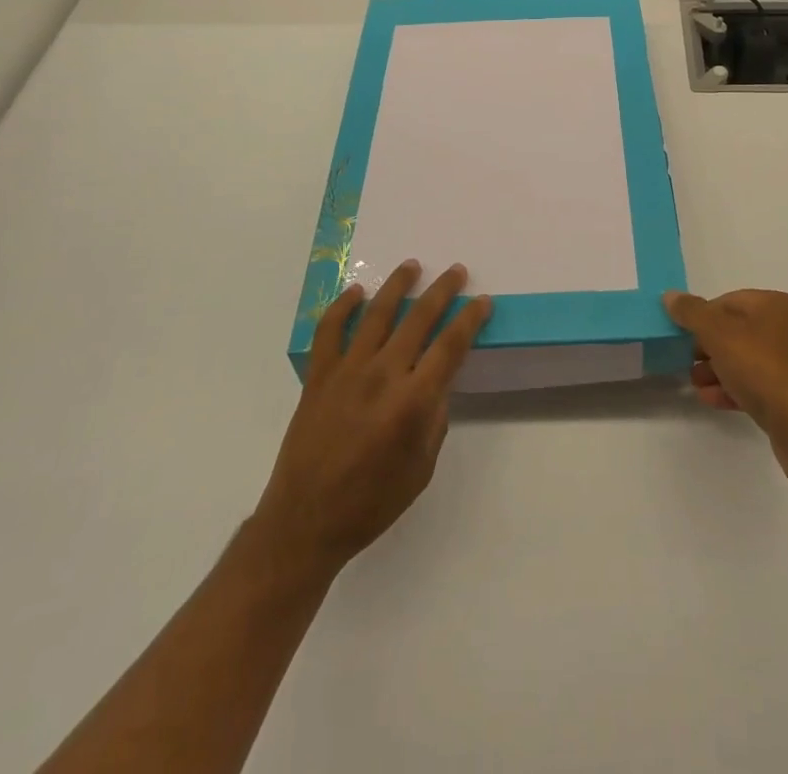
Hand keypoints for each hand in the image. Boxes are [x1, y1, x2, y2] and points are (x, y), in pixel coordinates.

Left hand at [253, 261, 492, 575]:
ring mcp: (347, 371)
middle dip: (442, 291)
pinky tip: (356, 292)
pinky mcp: (318, 375)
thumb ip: (434, 420)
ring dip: (397, 286)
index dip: (470, 320)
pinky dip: (342, 307)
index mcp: (413, 401)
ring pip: (377, 313)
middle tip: (456, 271)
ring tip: (412, 266)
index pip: (450, 346)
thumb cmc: (371, 503)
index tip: (482, 301)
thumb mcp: (421, 469)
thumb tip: (435, 385)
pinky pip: (330, 330)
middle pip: (419, 319)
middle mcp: (383, 375)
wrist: (305, 521)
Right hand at [664, 289, 787, 493]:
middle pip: (736, 330)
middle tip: (685, 359)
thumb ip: (692, 313)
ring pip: (745, 360)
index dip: (702, 316)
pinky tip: (711, 399)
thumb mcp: (718, 333)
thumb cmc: (762, 368)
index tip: (682, 334)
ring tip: (694, 382)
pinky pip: (756, 385)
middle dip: (707, 345)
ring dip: (717, 369)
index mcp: (775, 305)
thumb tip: (671, 296)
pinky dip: (732, 388)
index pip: (729, 301)